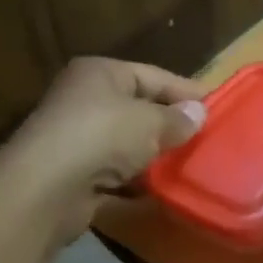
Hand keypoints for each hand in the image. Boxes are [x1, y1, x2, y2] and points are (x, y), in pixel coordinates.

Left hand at [8, 58, 207, 244]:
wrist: (45, 189)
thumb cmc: (101, 137)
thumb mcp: (150, 122)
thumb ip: (177, 119)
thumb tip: (199, 113)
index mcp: (101, 73)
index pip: (154, 76)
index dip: (186, 92)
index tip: (217, 108)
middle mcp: (85, 99)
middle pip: (139, 109)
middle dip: (170, 126)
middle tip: (206, 140)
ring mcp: (77, 137)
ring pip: (127, 143)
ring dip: (153, 156)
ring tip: (189, 167)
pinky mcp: (74, 173)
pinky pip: (115, 173)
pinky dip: (135, 180)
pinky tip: (159, 190)